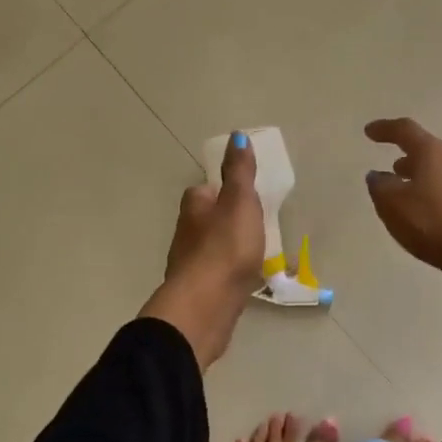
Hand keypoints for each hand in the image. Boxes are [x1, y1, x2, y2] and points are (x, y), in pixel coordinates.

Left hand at [141, 134, 264, 367]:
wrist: (206, 306)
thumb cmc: (225, 247)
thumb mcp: (240, 202)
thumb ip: (240, 172)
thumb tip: (236, 135)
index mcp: (194, 207)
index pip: (204, 191)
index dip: (222, 191)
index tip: (245, 197)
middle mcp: (185, 234)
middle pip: (206, 220)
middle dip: (227, 222)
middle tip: (255, 226)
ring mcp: (190, 266)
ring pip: (211, 249)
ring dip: (229, 249)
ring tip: (256, 253)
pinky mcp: (199, 293)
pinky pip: (217, 276)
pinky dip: (229, 275)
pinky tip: (245, 281)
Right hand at [363, 118, 441, 277]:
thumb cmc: (435, 222)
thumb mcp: (394, 205)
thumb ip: (380, 187)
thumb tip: (377, 175)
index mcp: (432, 152)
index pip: (405, 131)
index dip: (385, 129)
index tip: (369, 131)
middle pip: (428, 151)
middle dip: (408, 158)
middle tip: (392, 169)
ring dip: (422, 178)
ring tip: (408, 193)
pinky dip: (436, 195)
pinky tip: (430, 213)